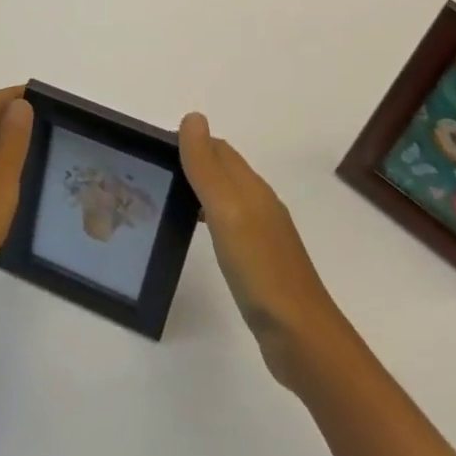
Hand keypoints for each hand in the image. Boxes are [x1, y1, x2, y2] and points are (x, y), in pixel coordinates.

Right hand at [179, 113, 351, 389]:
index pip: (218, 149)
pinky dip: (209, 219)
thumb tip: (192, 117)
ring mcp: (263, 236)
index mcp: (252, 188)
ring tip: (166, 200)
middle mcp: (260, 204)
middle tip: (153, 173)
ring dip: (200, 190)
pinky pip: (230, 227)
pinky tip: (196, 234)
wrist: (302, 338)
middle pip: (224, 170)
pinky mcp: (261, 264)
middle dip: (192, 163)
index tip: (153, 150)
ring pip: (226, 198)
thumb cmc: (260, 269)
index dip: (189, 142)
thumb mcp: (226, 211)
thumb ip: (207, 166)